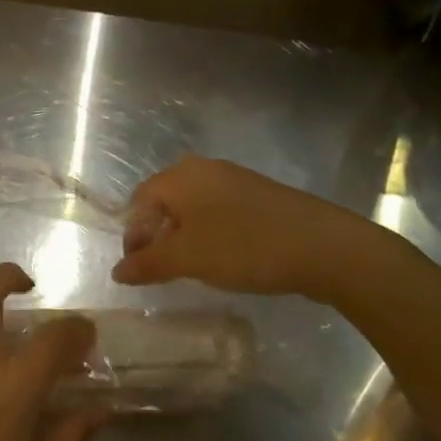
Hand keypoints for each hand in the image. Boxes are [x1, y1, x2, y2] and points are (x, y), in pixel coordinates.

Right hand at [112, 155, 426, 304]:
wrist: (324, 246)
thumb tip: (117, 271)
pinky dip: (210, 232)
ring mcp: (234, 179)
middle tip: (163, 270)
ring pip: (193, 206)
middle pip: (164, 201)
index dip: (133, 236)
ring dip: (184, 236)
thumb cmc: (244, 246)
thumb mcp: (188, 259)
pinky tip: (224, 257)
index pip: (139, 201)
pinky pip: (219, 210)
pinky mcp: (258, 195)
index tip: (139, 270)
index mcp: (180, 176)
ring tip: (193, 267)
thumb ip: (148, 264)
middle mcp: (202, 168)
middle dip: (157, 236)